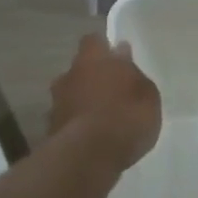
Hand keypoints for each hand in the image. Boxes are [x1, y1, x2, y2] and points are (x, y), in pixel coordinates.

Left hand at [49, 35, 161, 170]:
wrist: (89, 156)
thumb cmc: (126, 116)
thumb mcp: (147, 94)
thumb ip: (133, 74)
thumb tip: (122, 56)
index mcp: (94, 59)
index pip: (93, 41)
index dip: (103, 47)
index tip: (115, 56)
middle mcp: (70, 75)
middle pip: (80, 68)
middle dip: (92, 76)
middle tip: (112, 89)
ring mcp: (57, 102)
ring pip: (71, 94)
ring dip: (83, 101)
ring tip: (102, 117)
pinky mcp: (51, 129)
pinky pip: (68, 119)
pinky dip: (77, 123)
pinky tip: (92, 136)